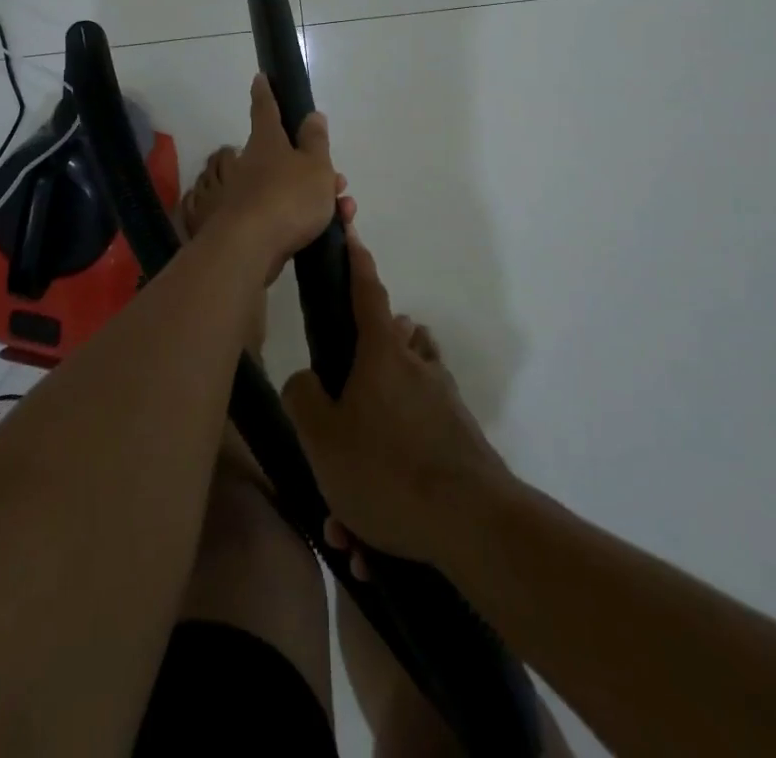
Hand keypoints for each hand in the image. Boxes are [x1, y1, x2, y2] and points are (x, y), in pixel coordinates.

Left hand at [201, 74, 340, 269]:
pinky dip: (309, 216)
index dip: (266, 92)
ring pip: (291, 186)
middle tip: (339, 178)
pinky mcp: (254, 224)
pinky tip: (332, 229)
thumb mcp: (314, 165)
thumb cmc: (287, 196)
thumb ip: (316, 141)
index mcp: (267, 141)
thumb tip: (312, 115)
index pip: (265, 108)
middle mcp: (254, 163)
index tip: (260, 77)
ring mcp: (251, 194)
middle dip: (314, 164)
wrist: (250, 248)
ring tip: (345, 207)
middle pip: (286, 154)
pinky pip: (288, 212)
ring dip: (319, 194)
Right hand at [282, 232, 512, 566]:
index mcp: (383, 353)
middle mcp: (418, 367)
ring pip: (402, 402)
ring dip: (375, 440)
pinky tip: (375, 542)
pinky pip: (417, 448)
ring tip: (350, 504)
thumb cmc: (386, 469)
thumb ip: (302, 396)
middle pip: (388, 346)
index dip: (356, 261)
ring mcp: (444, 403)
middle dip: (361, 372)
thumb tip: (306, 379)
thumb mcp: (321, 436)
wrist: (473, 524)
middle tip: (337, 418)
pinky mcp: (460, 440)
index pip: (366, 291)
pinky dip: (394, 481)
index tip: (352, 232)